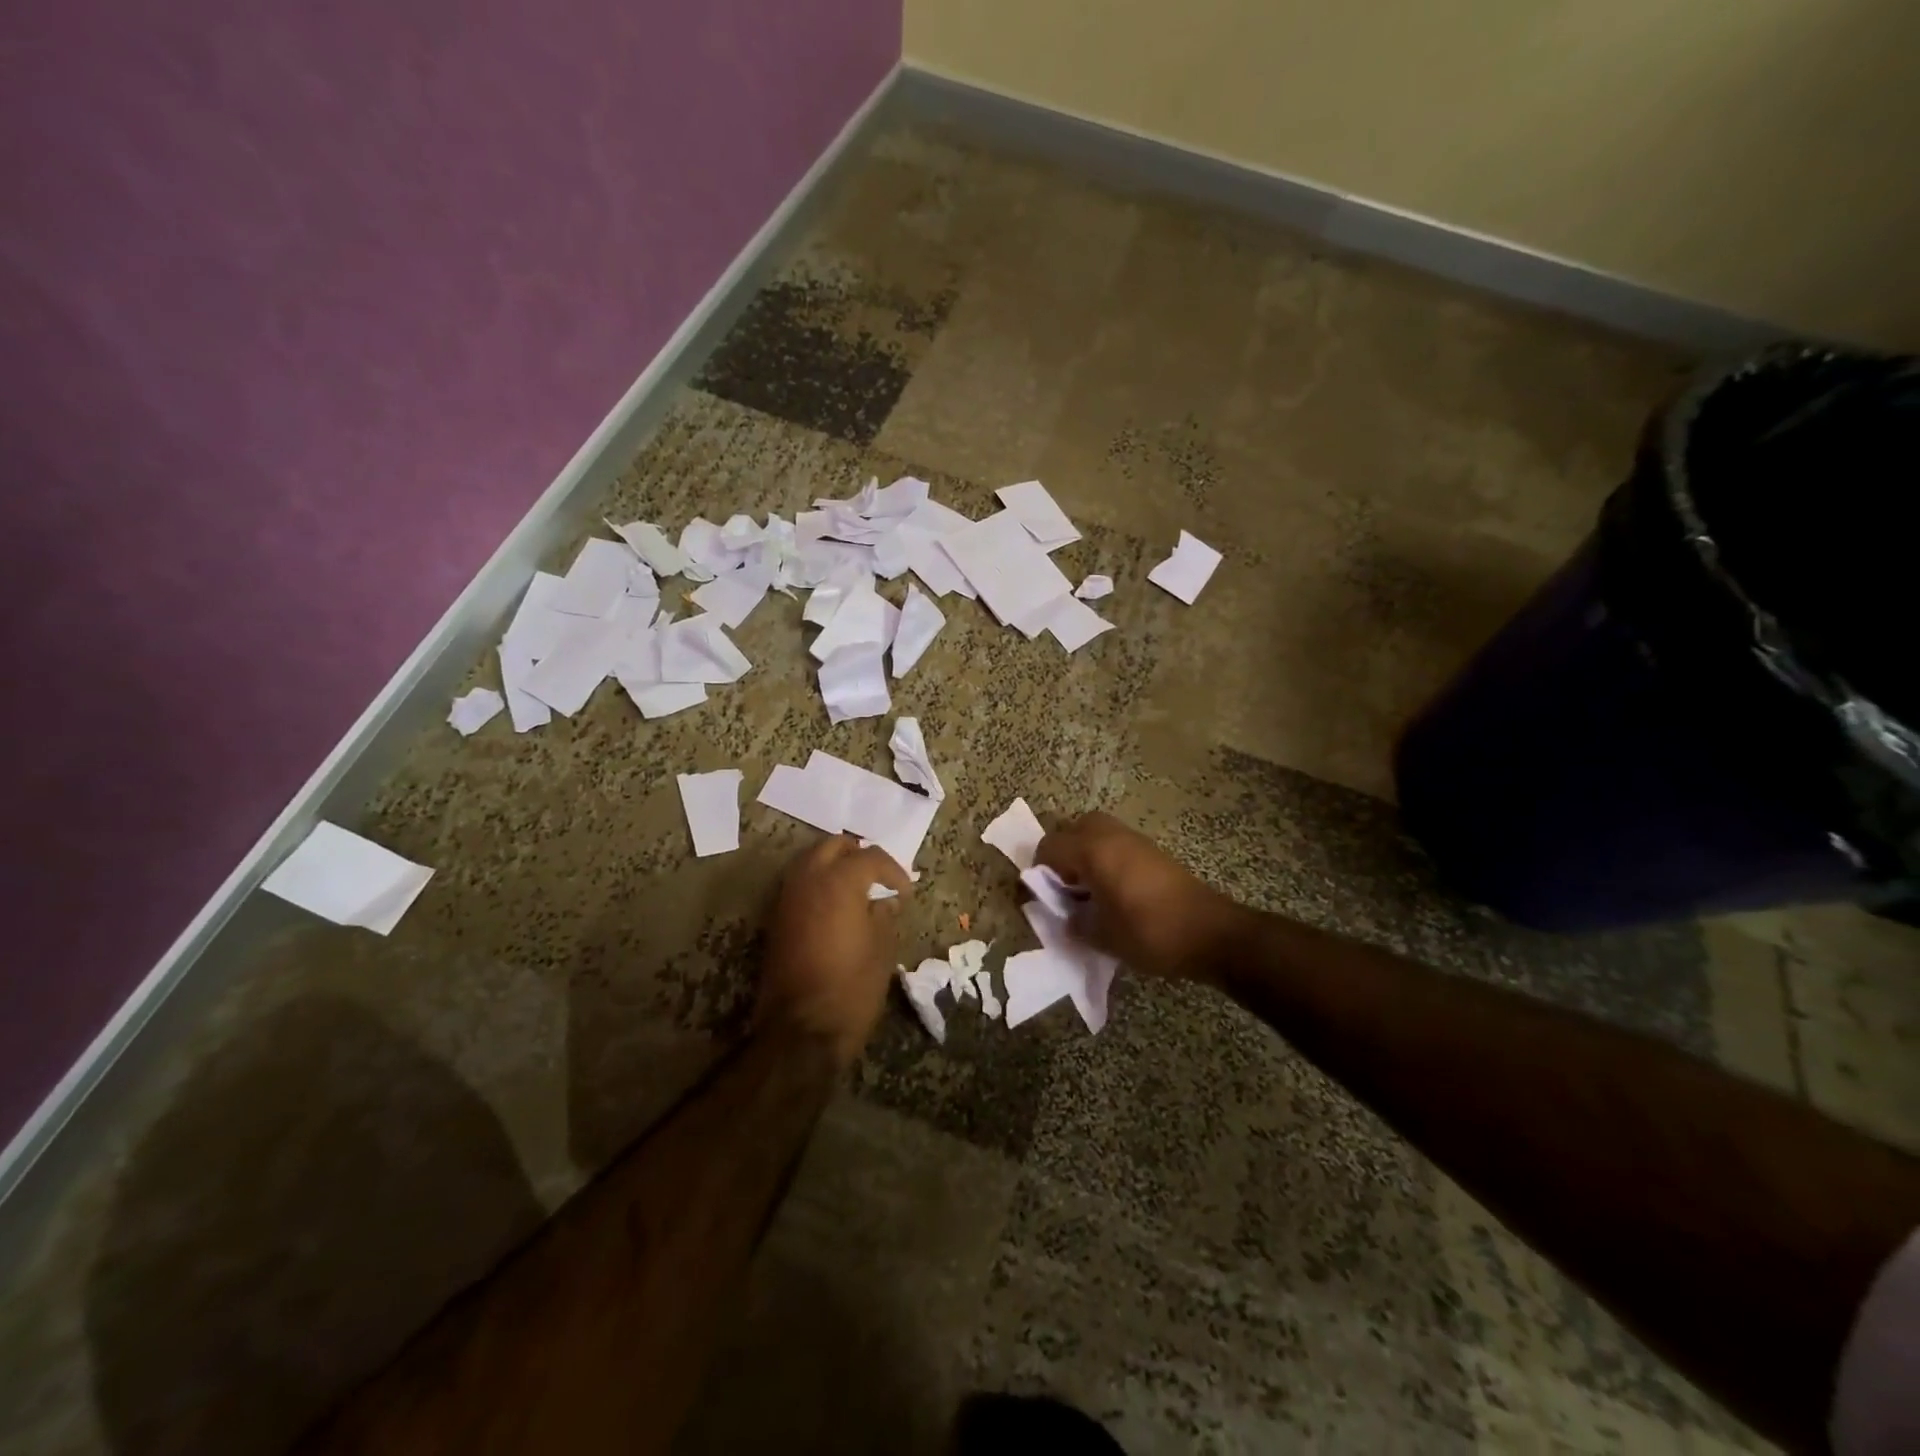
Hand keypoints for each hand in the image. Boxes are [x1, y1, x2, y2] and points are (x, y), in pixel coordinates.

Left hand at [757, 835, 911, 1068]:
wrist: (801, 1030)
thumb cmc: (852, 986)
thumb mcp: (882, 949)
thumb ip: (884, 916)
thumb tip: (884, 902)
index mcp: (839, 881)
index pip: (871, 857)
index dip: (893, 872)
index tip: (905, 893)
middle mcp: (808, 879)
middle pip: (833, 846)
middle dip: (858, 854)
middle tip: (878, 877)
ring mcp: (787, 898)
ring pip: (810, 861)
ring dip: (834, 865)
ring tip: (857, 889)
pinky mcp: (776, 919)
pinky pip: (799, 884)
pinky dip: (818, 884)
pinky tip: (836, 907)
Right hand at [1034, 812, 1244, 981]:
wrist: (1211, 933)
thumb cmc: (1150, 933)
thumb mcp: (1102, 936)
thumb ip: (1075, 923)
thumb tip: (1067, 917)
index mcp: (1092, 851)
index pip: (1048, 847)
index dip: (1037, 872)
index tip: (1038, 899)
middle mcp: (1110, 836)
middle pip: (1072, 828)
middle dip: (1061, 854)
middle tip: (1064, 888)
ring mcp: (1135, 840)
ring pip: (1096, 833)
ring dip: (1084, 854)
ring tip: (1087, 891)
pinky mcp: (1153, 851)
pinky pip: (1116, 844)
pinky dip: (1105, 859)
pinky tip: (1113, 892)